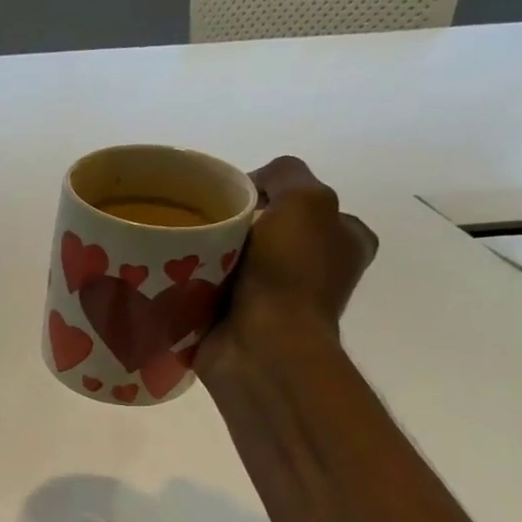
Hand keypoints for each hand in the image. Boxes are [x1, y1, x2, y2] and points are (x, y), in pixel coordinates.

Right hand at [195, 155, 377, 379]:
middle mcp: (317, 270)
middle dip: (234, 226)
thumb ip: (285, 175)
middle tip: (204, 226)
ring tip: (183, 252)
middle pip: (264, 230)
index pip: (302, 203)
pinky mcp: (240, 323)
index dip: (268, 195)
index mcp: (345, 241)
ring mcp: (278, 301)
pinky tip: (177, 277)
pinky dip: (194, 285)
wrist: (261, 346)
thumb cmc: (291, 272)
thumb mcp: (304, 200)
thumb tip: (249, 188)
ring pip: (234, 261)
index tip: (234, 201)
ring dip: (209, 256)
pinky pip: (211, 291)